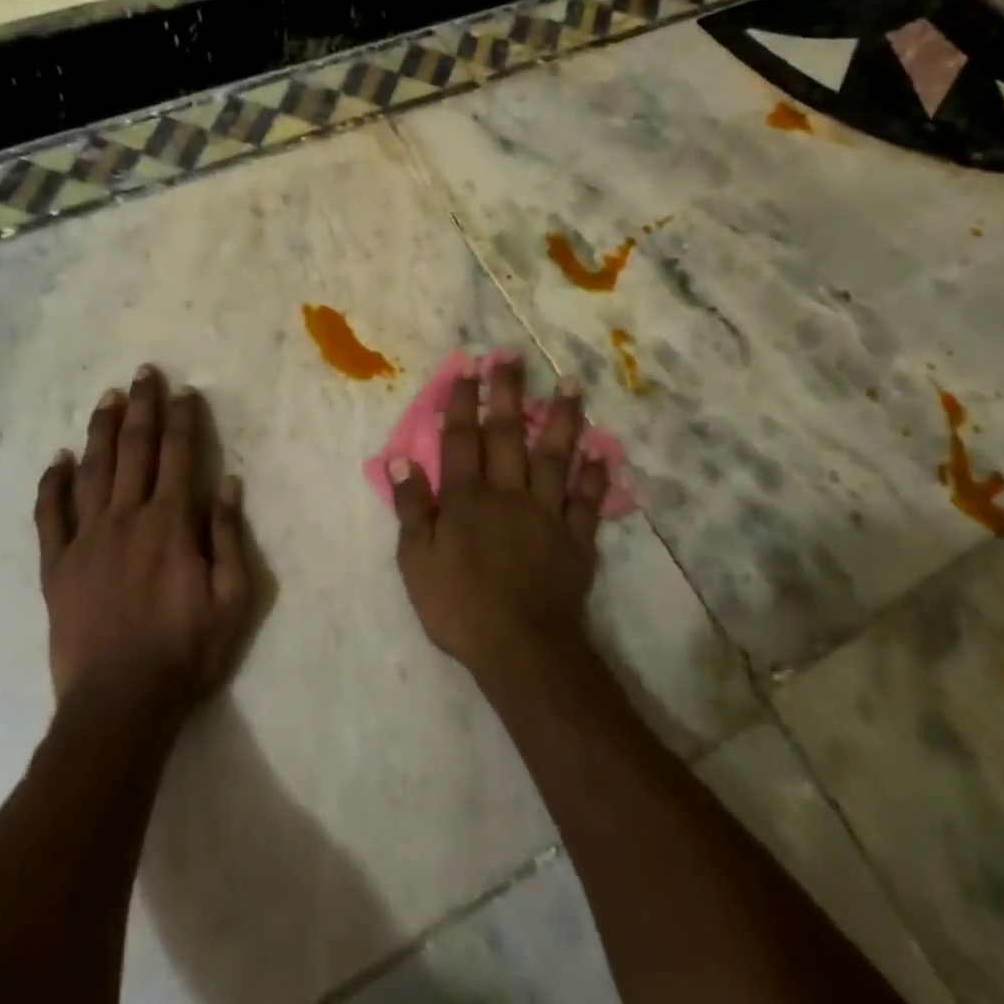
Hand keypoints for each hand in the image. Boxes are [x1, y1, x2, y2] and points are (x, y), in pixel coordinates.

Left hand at [35, 366, 254, 714]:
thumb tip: (228, 481)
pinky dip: (53, 483)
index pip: (178, 454)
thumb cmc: (187, 650)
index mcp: (170, 523)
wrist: (121, 703)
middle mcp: (126, 518)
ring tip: (108, 397)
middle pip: (135, 449)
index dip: (182, 418)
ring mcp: (86, 540)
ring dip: (101, 430)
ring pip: (92, 470)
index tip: (183, 391)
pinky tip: (58, 459)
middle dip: (142, 406)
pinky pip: (50, 515)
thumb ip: (228, 535)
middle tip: (144, 372)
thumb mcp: (233, 597)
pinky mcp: (56, 566)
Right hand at [389, 353, 610, 684]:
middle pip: (507, 434)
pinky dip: (596, 473)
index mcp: (466, 498)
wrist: (521, 648)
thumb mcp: (416, 562)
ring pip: (554, 456)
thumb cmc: (459, 607)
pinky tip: (602, 447)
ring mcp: (546, 512)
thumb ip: (412, 508)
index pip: (462, 439)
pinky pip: (587, 499)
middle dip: (508, 392)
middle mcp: (507, 493)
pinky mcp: (576, 537)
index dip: (463, 401)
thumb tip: (400, 460)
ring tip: (570, 383)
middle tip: (512, 355)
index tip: (468, 367)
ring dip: (562, 418)